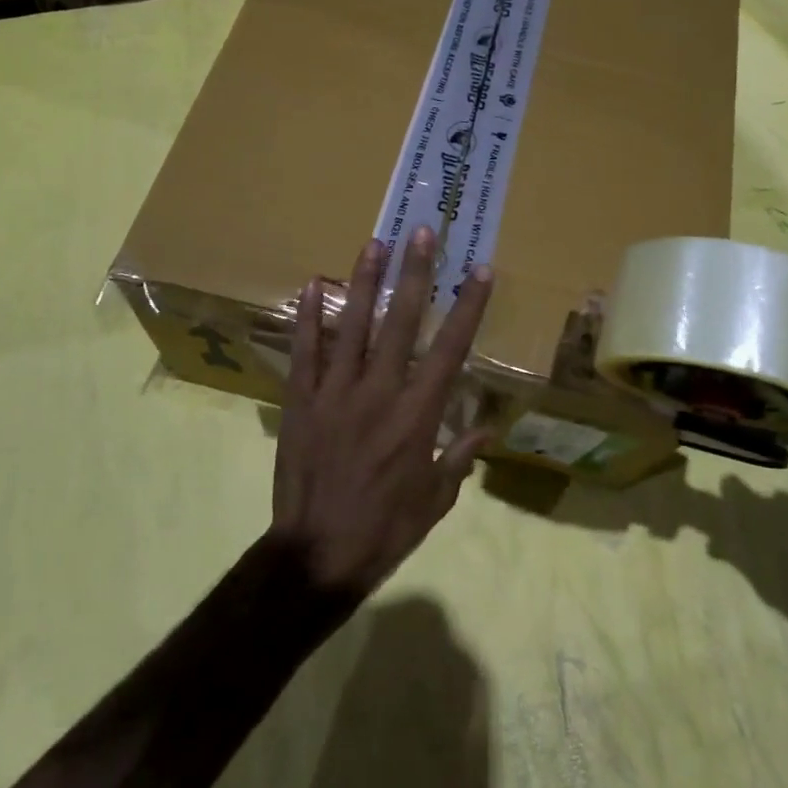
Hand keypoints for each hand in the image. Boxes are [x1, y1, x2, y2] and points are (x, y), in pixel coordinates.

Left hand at [271, 227, 493, 596]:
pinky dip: (309, 319)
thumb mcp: (435, 501)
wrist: (315, 555)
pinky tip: (312, 285)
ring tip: (375, 243)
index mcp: (418, 415)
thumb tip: (487, 429)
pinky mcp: (301, 401)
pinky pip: (305, 352)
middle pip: (402, 322)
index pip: (450, 349)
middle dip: (415, 273)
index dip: (468, 307)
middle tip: (421, 231)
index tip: (480, 271)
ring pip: (353, 326)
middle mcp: (380, 392)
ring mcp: (335, 393)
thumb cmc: (384, 530)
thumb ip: (460, 459)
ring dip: (365, 282)